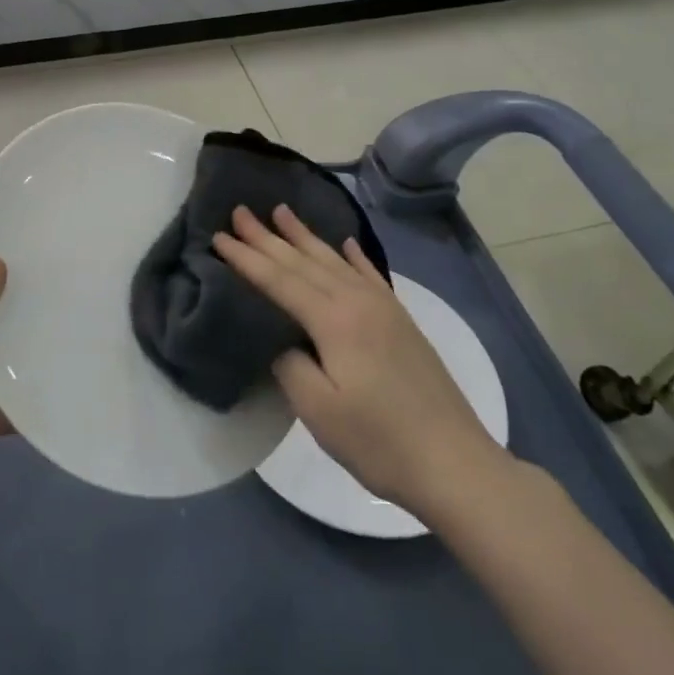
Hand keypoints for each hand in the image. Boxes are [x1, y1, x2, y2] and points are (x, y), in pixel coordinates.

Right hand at [213, 204, 509, 518]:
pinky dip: (353, 256)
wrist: (455, 463)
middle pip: (303, 261)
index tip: (218, 237)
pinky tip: (346, 243)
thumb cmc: (379, 441)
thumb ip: (289, 364)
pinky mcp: (401, 321)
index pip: (279, 280)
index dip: (247, 258)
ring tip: (281, 211)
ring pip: (334, 260)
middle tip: (239, 211)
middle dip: (268, 237)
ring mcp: (384, 308)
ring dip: (305, 236)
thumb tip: (280, 338)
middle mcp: (357, 301)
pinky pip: (369, 275)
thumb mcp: (319, 410)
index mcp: (334, 320)